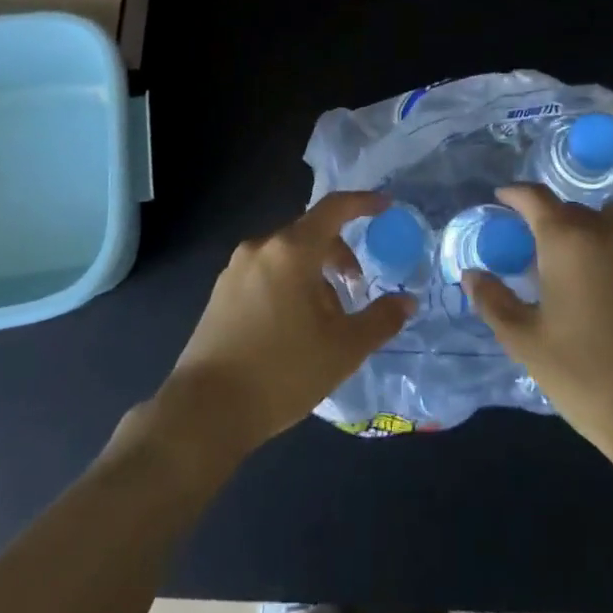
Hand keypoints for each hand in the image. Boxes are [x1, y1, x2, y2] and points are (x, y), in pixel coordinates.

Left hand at [155, 192, 414, 458]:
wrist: (206, 409)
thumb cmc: (282, 372)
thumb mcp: (343, 349)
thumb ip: (380, 320)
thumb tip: (407, 301)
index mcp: (292, 250)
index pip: (333, 208)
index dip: (363, 203)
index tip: (385, 205)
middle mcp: (261, 247)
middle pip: (310, 234)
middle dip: (339, 255)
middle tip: (357, 289)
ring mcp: (236, 268)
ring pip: (287, 256)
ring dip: (313, 274)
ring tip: (324, 319)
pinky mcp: (220, 291)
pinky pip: (265, 272)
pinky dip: (288, 284)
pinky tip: (292, 327)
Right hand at [465, 184, 612, 472]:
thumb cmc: (589, 379)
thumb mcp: (527, 345)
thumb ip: (494, 302)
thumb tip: (472, 273)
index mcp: (567, 241)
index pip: (535, 198)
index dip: (515, 194)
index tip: (503, 198)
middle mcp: (610, 231)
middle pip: (574, 209)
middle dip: (554, 221)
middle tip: (543, 251)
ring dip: (598, 226)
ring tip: (590, 257)